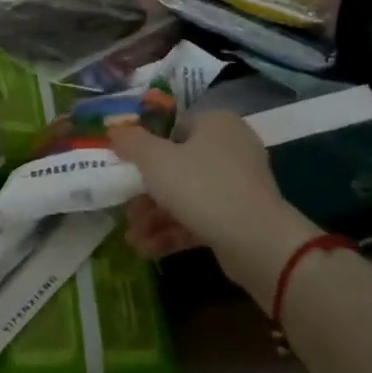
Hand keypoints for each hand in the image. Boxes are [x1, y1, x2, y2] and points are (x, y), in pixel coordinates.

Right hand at [109, 113, 317, 298]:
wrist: (256, 240)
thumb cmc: (201, 186)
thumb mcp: (155, 160)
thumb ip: (131, 142)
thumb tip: (115, 130)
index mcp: (216, 124)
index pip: (174, 129)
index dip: (146, 150)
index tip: (126, 171)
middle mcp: (231, 148)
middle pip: (177, 167)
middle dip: (146, 194)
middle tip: (126, 212)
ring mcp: (239, 185)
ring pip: (187, 196)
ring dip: (156, 217)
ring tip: (133, 238)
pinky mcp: (241, 217)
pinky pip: (201, 218)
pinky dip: (174, 231)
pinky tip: (148, 249)